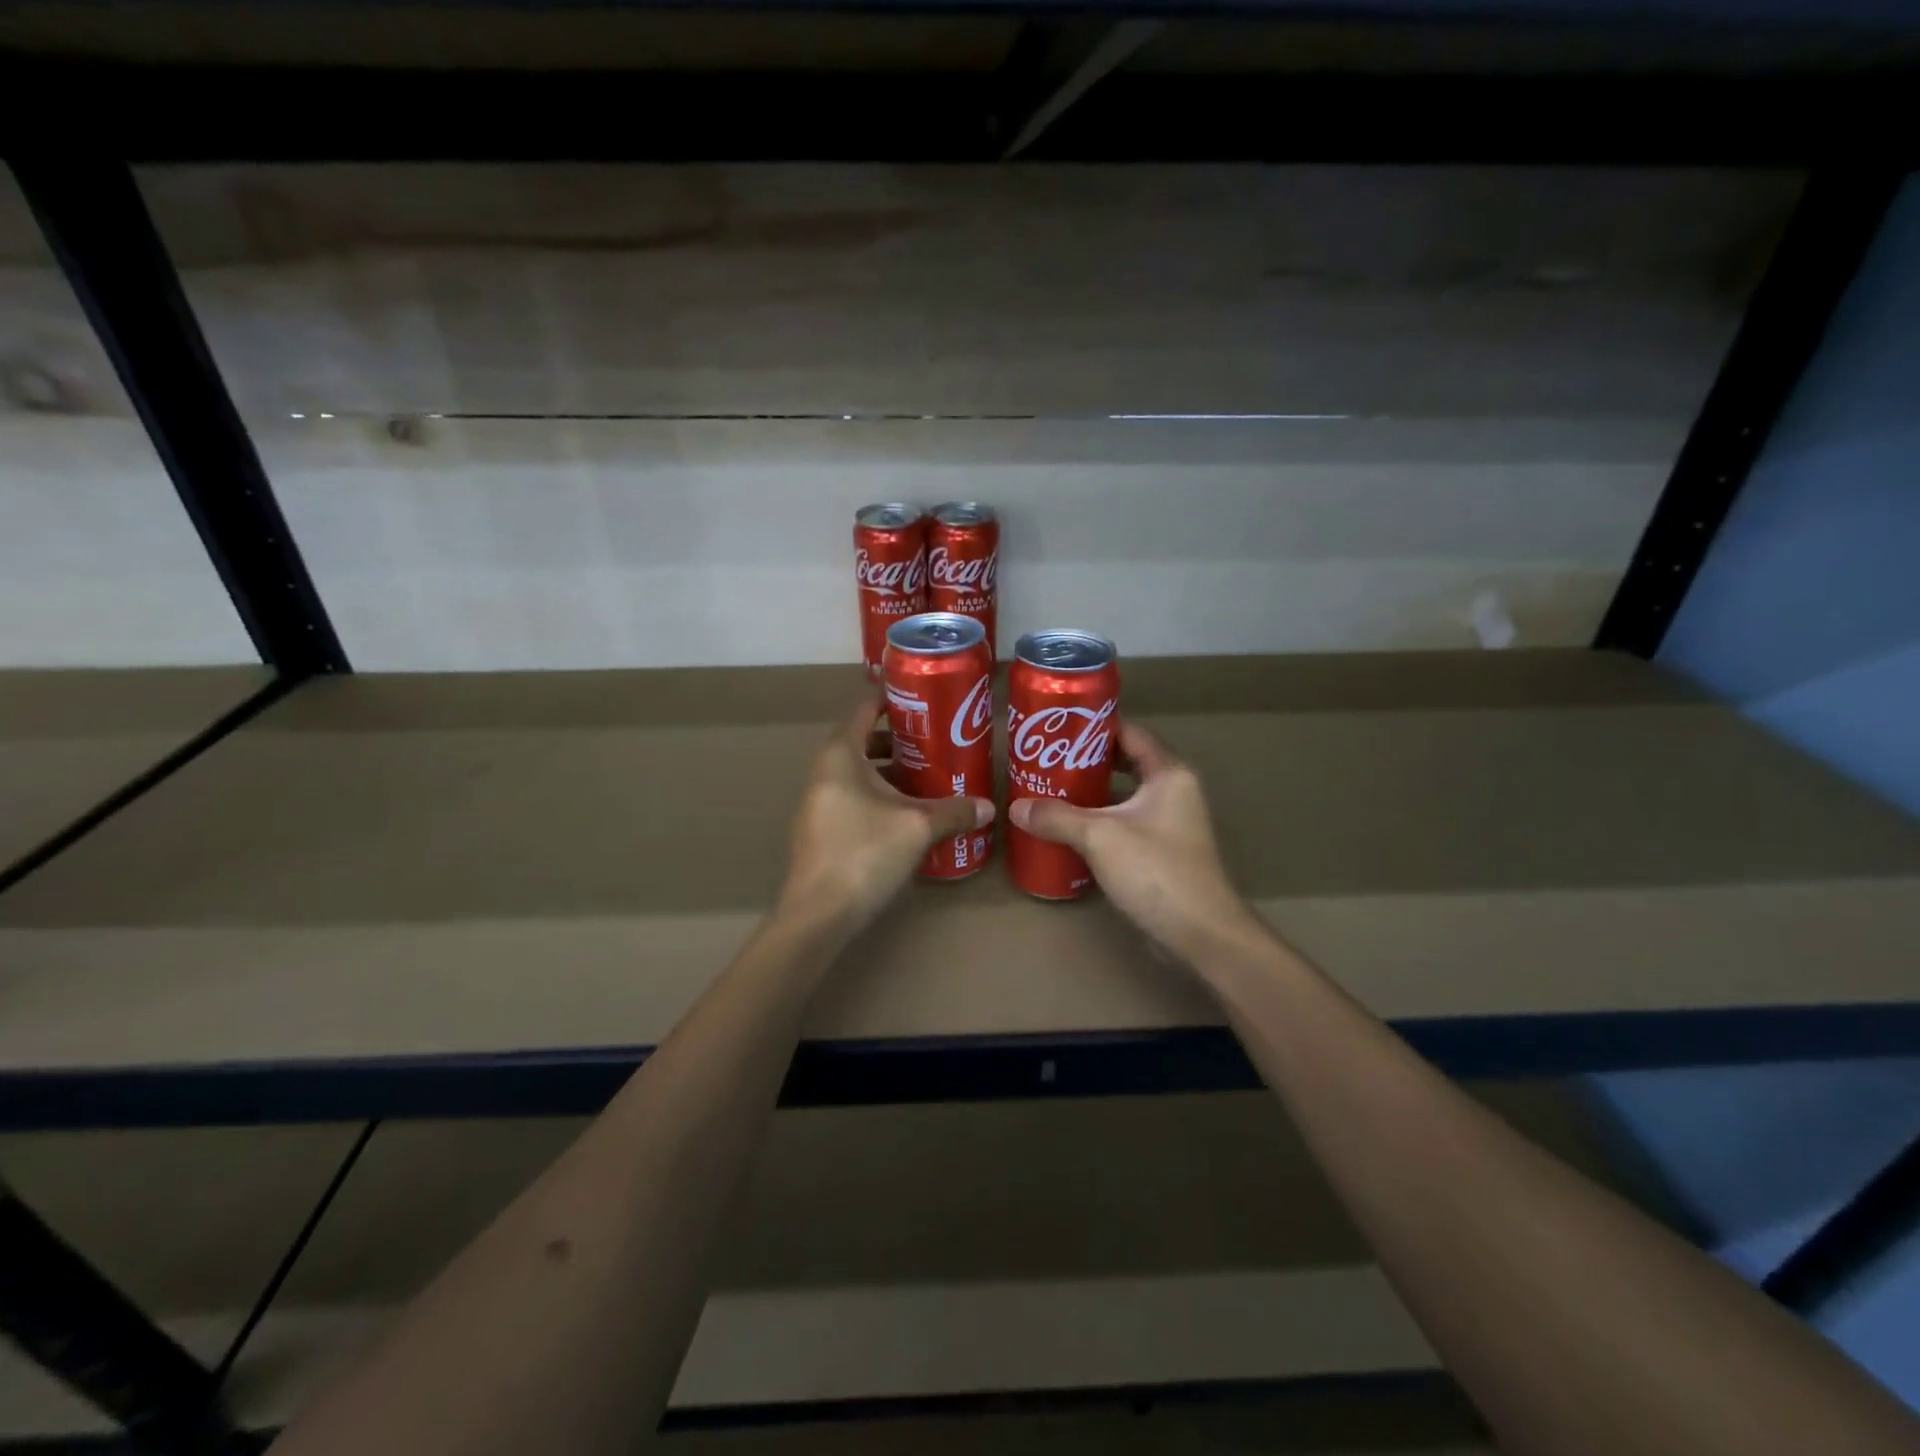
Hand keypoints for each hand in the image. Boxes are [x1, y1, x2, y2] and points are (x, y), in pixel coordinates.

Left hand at [777, 698, 995, 931]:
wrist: (819, 914)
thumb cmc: (865, 853)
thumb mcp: (918, 828)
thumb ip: (954, 812)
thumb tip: (989, 807)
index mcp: (840, 755)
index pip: (865, 710)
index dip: (895, 702)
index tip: (926, 703)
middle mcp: (824, 771)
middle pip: (864, 742)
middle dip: (901, 741)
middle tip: (937, 744)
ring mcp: (818, 802)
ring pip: (859, 774)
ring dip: (892, 773)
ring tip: (930, 780)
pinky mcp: (820, 829)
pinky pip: (853, 798)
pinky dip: (879, 797)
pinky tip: (908, 816)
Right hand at [1008, 722, 1264, 964]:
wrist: (1199, 934)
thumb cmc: (1155, 871)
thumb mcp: (1099, 837)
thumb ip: (1057, 818)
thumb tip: (1016, 807)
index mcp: (1169, 774)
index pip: (1130, 733)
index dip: (1095, 727)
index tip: (1058, 729)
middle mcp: (1174, 792)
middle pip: (1125, 763)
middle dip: (1086, 762)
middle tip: (1046, 761)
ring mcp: (1170, 824)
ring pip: (1124, 797)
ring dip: (1091, 795)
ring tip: (1050, 792)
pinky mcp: (1163, 853)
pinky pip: (1125, 825)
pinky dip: (1099, 823)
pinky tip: (1069, 831)